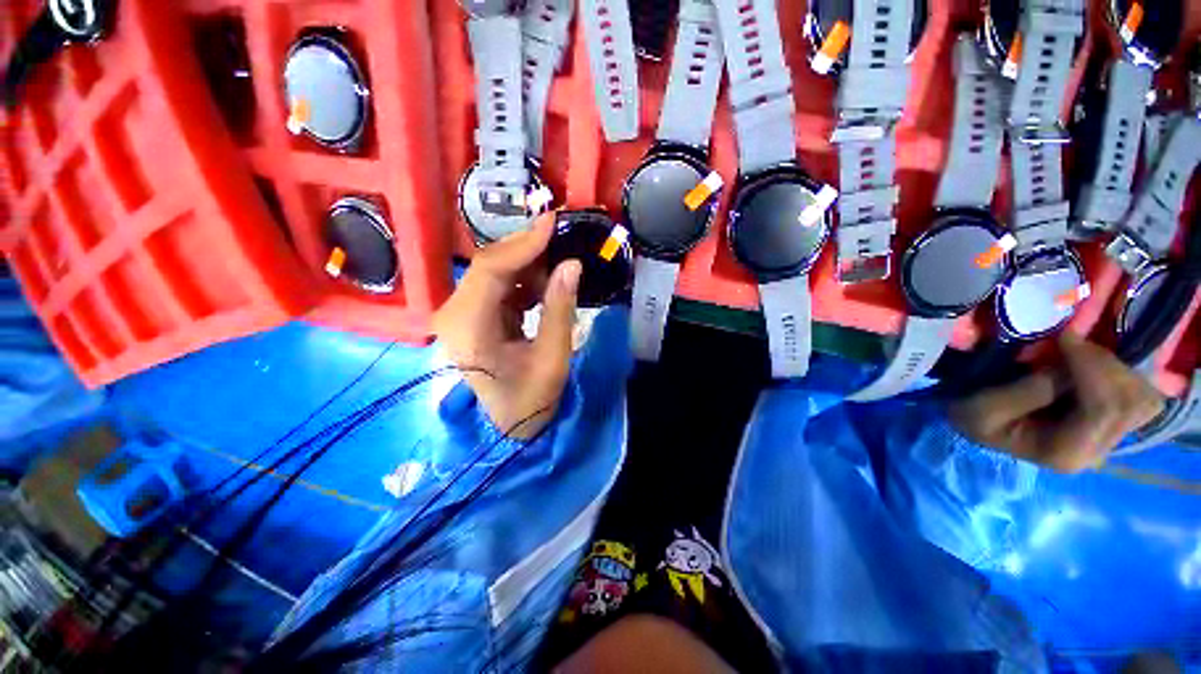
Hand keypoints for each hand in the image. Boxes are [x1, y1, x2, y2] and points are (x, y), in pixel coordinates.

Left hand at [432, 213, 581, 438]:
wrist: (509, 425)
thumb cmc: (530, 400)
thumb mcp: (553, 358)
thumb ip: (561, 309)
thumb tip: (572, 264)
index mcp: (469, 329)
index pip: (491, 270)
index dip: (523, 243)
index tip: (553, 222)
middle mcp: (454, 314)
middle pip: (489, 265)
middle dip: (527, 249)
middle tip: (562, 236)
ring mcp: (461, 314)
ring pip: (494, 271)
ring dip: (528, 264)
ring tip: (559, 266)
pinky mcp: (472, 315)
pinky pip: (498, 285)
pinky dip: (524, 279)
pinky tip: (545, 285)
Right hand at [950, 333, 1165, 472]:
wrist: (978, 429)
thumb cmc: (976, 418)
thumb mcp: (986, 408)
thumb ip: (1029, 392)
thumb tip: (1069, 366)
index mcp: (1067, 453)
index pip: (1106, 409)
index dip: (1093, 367)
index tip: (1065, 336)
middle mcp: (1098, 451)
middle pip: (1133, 403)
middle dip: (1107, 365)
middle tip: (1073, 342)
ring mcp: (1109, 438)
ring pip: (1144, 398)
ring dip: (1116, 368)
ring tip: (1081, 353)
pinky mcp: (1113, 424)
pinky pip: (1140, 396)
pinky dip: (1122, 374)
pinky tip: (1092, 365)